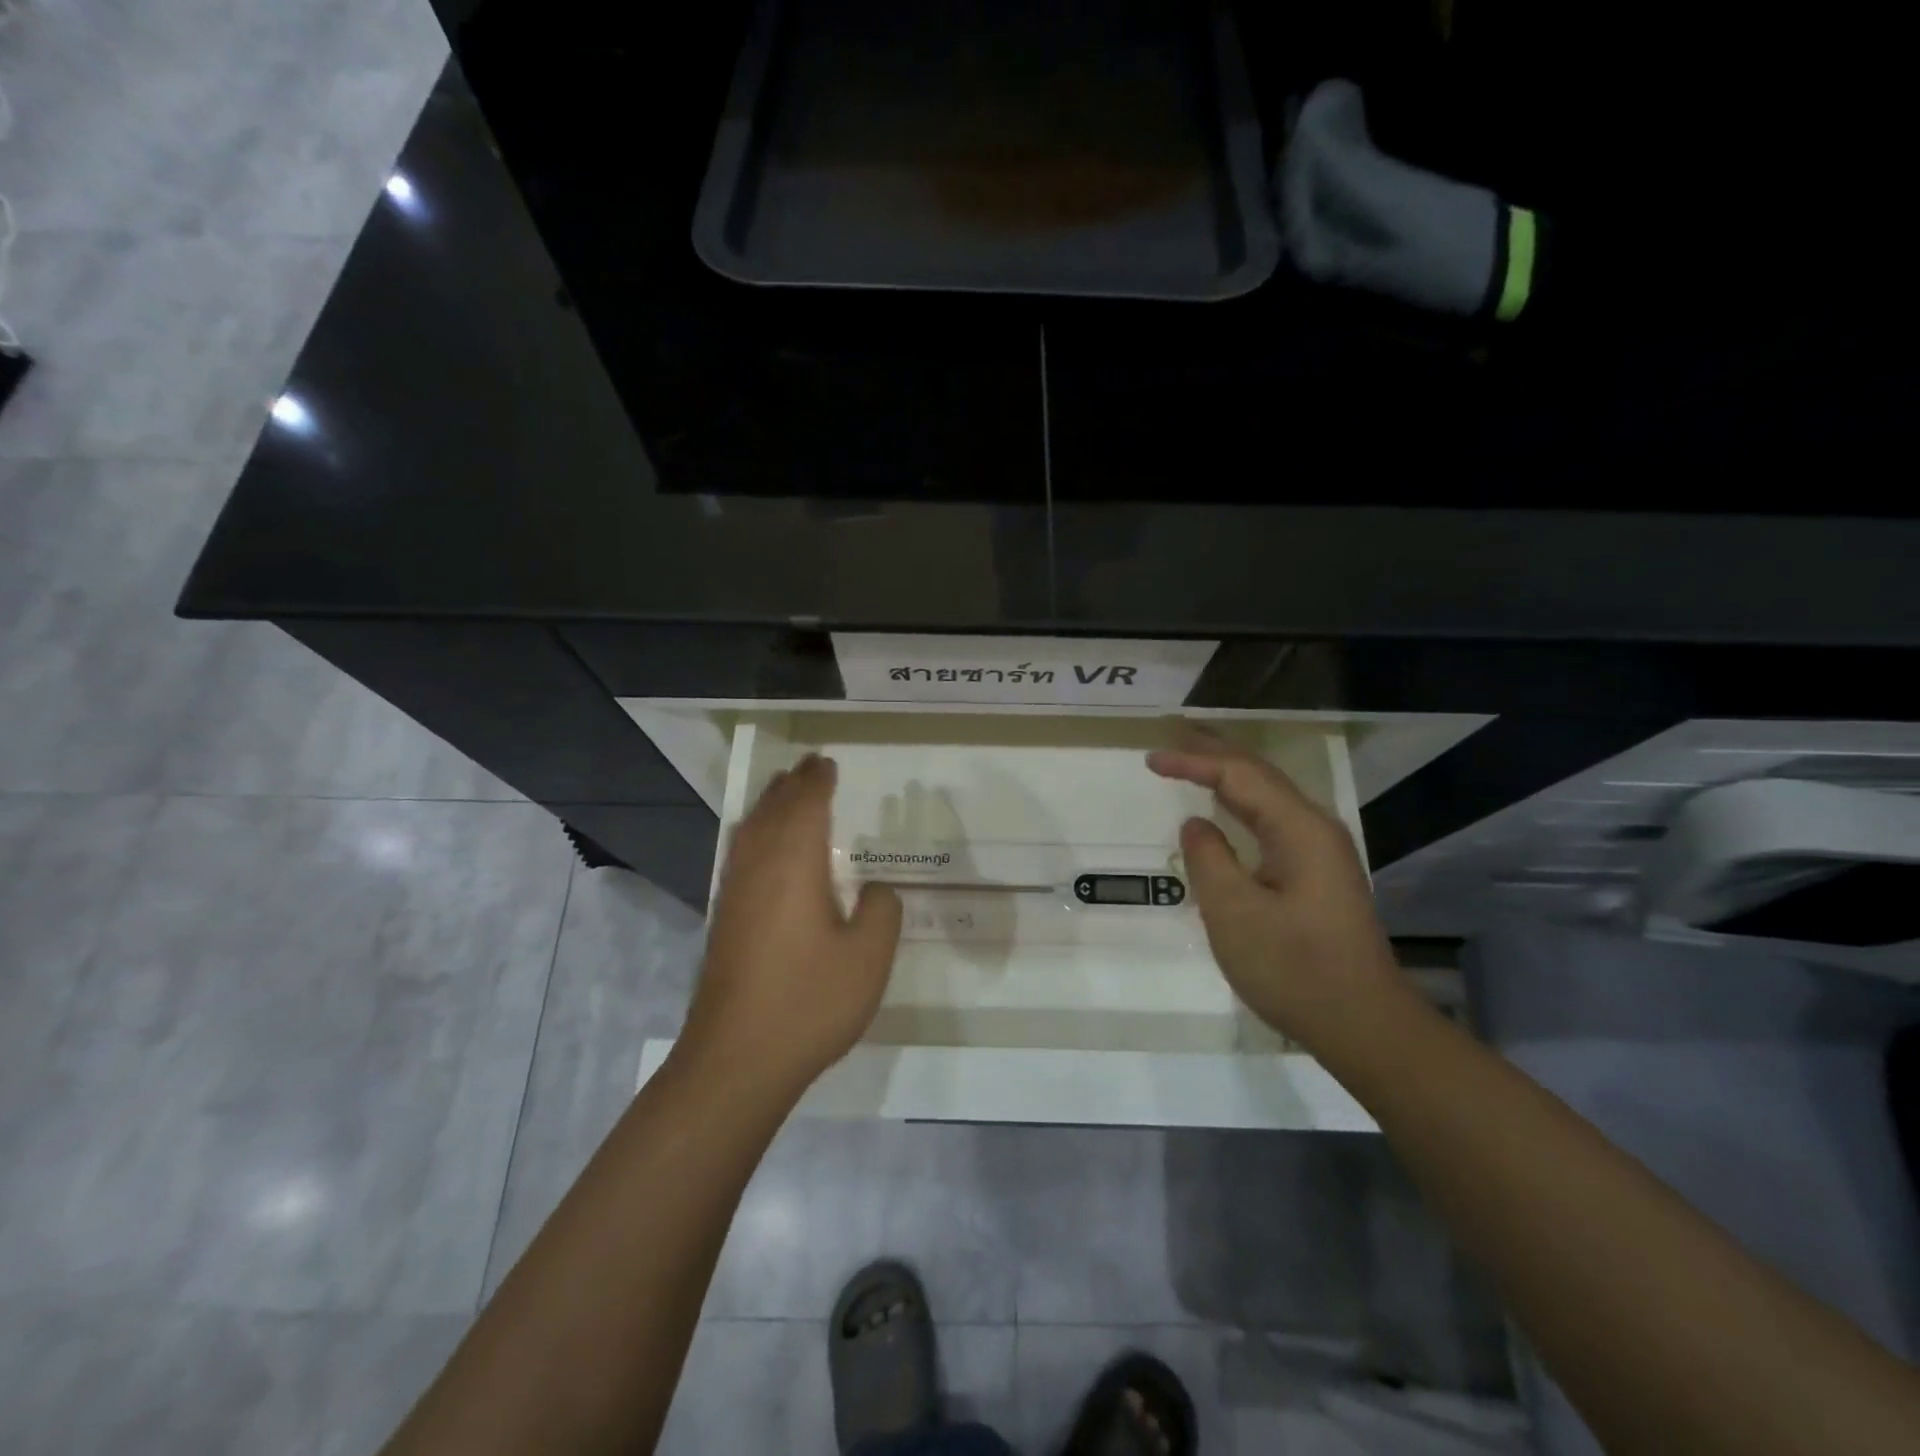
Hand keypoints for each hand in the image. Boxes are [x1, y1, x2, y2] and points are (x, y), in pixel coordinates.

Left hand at [680, 755, 902, 1099]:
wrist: (737, 1059)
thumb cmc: (809, 1001)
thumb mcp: (869, 957)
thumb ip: (881, 911)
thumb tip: (874, 889)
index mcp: (794, 863)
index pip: (806, 805)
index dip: (818, 781)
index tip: (827, 762)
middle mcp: (758, 868)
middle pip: (773, 810)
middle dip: (792, 785)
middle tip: (809, 766)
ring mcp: (735, 894)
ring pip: (750, 830)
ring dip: (769, 805)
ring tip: (784, 792)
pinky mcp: (724, 920)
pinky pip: (740, 854)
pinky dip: (754, 833)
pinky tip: (761, 848)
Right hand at [1147, 727, 1413, 1054]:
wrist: (1362, 1025)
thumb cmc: (1294, 969)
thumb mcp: (1235, 913)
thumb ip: (1209, 859)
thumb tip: (1196, 823)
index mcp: (1299, 830)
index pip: (1239, 776)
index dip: (1194, 761)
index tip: (1150, 759)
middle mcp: (1314, 829)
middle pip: (1259, 775)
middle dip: (1214, 752)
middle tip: (1172, 736)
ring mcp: (1319, 852)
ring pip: (1267, 796)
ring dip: (1227, 774)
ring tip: (1191, 758)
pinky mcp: (1316, 874)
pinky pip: (1271, 821)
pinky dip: (1239, 804)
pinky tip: (1225, 806)